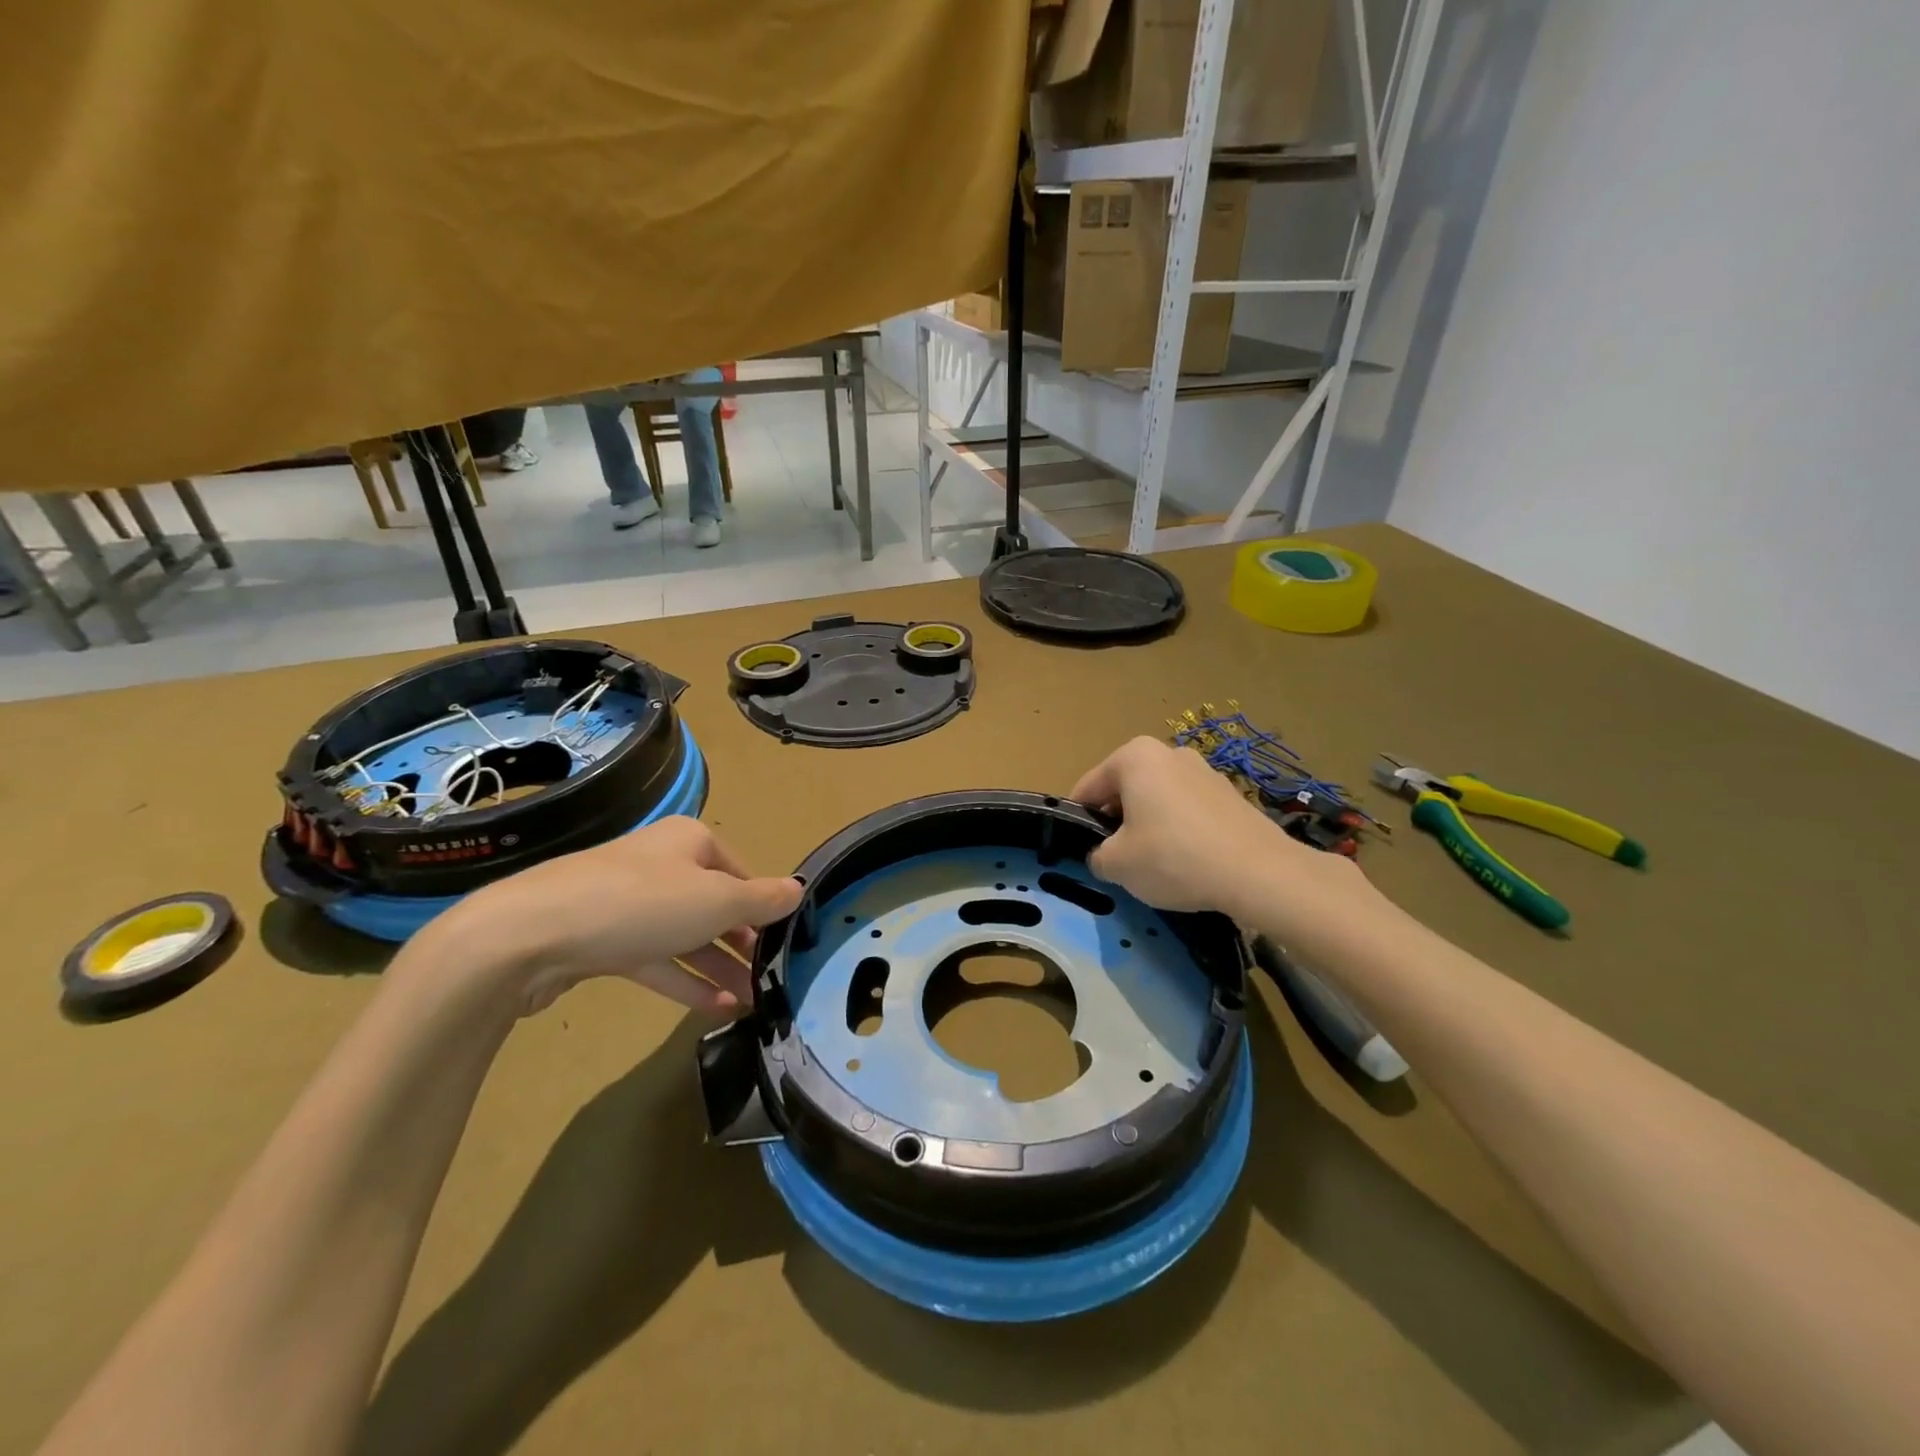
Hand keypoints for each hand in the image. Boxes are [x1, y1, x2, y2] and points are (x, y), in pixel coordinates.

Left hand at [415, 818, 802, 1017]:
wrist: (529, 935)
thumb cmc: (640, 904)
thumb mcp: (717, 901)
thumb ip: (761, 900)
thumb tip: (798, 889)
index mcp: (689, 842)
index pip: (740, 872)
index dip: (763, 906)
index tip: (785, 940)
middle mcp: (660, 866)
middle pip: (713, 904)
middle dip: (742, 941)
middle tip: (770, 974)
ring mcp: (628, 905)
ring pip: (685, 936)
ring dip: (718, 967)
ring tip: (753, 1000)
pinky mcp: (603, 942)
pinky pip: (655, 960)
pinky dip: (684, 981)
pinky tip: (716, 1009)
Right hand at [1070, 737, 1380, 947]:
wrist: (1259, 873)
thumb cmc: (1174, 857)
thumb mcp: (1116, 864)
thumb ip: (1096, 855)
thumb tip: (1102, 855)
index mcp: (1134, 756)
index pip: (1088, 787)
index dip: (1079, 821)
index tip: (1080, 849)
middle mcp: (1169, 752)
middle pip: (1125, 789)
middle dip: (1117, 821)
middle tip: (1117, 859)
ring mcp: (1204, 770)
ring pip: (1158, 800)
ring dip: (1148, 825)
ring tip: (1154, 864)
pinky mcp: (1230, 795)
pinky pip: (1188, 811)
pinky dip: (1179, 831)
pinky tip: (1187, 862)